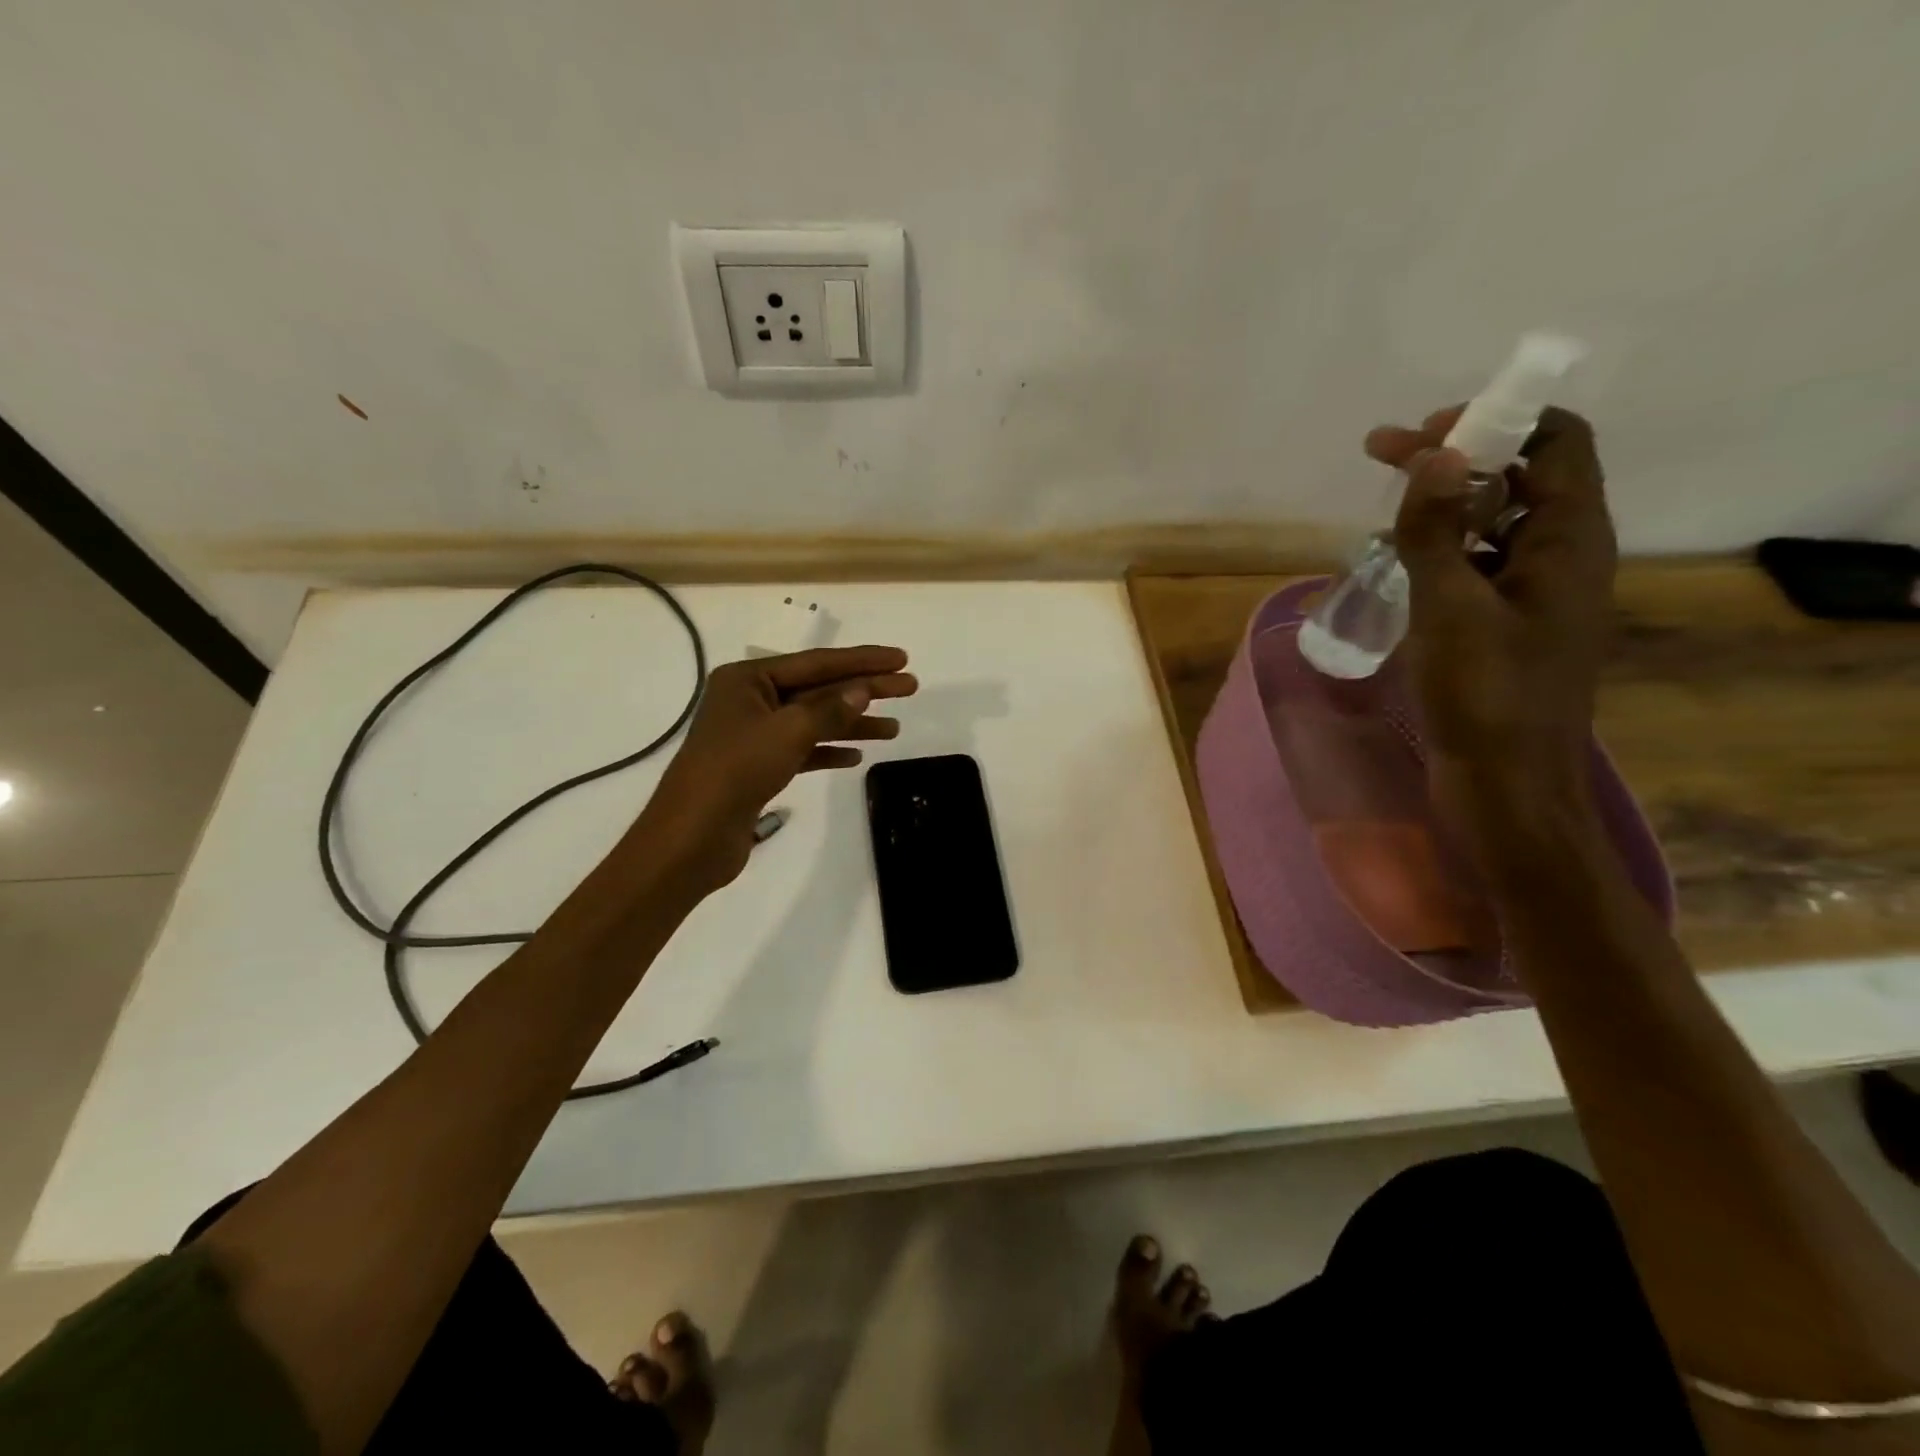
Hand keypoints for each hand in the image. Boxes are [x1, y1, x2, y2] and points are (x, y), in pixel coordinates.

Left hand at [634, 646, 916, 897]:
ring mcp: (754, 735)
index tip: (901, 658)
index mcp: (748, 679)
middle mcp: (750, 700)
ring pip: (814, 722)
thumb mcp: (788, 731)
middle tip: (910, 688)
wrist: (693, 837)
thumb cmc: (736, 771)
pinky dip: (829, 751)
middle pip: (819, 690)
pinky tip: (857, 757)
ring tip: (894, 729)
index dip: (862, 660)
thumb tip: (864, 690)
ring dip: (853, 724)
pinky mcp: (759, 768)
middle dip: (865, 690)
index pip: (817, 663)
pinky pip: (803, 750)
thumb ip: (830, 708)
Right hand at [1366, 405, 1615, 843]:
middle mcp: (1561, 555)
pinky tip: (1396, 562)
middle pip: (1520, 475)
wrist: (1506, 783)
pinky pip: (1479, 564)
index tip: (1424, 432)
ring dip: (1443, 503)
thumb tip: (1434, 454)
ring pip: (1495, 521)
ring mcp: (1535, 593)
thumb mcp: (1450, 606)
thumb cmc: (1484, 693)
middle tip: (1381, 455)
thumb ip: (1437, 530)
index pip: (1555, 440)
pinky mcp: (1507, 624)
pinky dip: (1441, 548)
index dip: (1495, 420)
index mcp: (1569, 539)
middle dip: (1454, 457)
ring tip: (1382, 509)